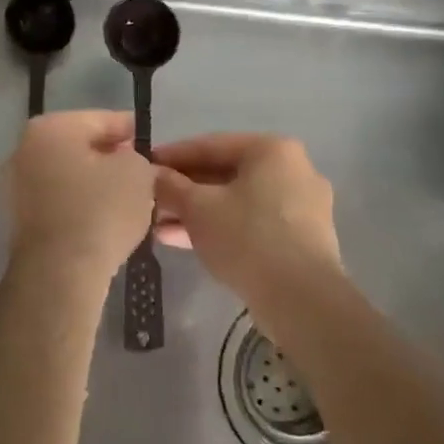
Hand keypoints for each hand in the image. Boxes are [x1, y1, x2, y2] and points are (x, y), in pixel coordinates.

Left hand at [6, 110, 155, 278]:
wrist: (59, 272)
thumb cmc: (99, 211)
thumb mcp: (137, 172)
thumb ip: (136, 156)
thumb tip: (124, 161)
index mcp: (51, 128)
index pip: (101, 119)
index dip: (129, 129)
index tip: (148, 140)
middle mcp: (25, 149)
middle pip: (80, 146)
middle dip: (109, 156)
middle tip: (140, 170)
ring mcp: (16, 184)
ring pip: (68, 174)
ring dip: (94, 182)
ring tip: (126, 197)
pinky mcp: (19, 217)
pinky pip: (59, 200)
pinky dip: (80, 203)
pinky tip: (103, 218)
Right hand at [153, 134, 342, 308]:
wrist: (301, 298)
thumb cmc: (247, 237)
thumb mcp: (197, 208)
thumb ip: (170, 186)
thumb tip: (151, 175)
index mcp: (271, 150)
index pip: (210, 145)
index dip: (171, 156)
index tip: (142, 166)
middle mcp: (292, 170)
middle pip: (224, 174)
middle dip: (183, 190)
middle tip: (149, 201)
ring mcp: (300, 206)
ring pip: (236, 201)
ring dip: (196, 212)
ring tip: (157, 227)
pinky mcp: (300, 238)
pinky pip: (251, 222)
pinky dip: (220, 227)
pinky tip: (182, 241)